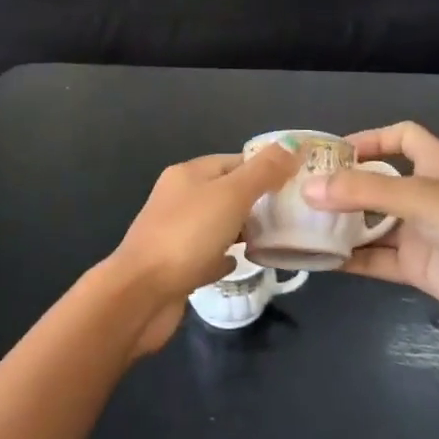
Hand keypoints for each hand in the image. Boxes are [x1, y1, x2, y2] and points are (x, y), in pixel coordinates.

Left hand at [102, 143, 299, 354]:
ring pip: (217, 223)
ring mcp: (175, 232)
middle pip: (226, 191)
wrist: (142, 294)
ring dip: (243, 228)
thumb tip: (294, 144)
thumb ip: (264, 171)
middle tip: (292, 215)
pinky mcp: (175, 266)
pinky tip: (241, 263)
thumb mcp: (231, 195)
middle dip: (257, 201)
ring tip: (276, 238)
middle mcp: (178, 198)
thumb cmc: (187, 236)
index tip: (297, 184)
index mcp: (188, 174)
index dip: (265, 169)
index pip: (234, 161)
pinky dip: (224, 256)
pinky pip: (206, 255)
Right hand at [301, 122, 438, 338]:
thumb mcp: (418, 197)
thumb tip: (307, 190)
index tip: (336, 151)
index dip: (372, 138)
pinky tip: (320, 260)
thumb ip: (362, 193)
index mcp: (435, 165)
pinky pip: (376, 259)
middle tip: (302, 189)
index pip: (402, 137)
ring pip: (372, 223)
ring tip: (302, 223)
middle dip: (344, 186)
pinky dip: (350, 259)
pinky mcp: (418, 267)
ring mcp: (421, 233)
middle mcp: (425, 195)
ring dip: (342, 224)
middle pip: (378, 183)